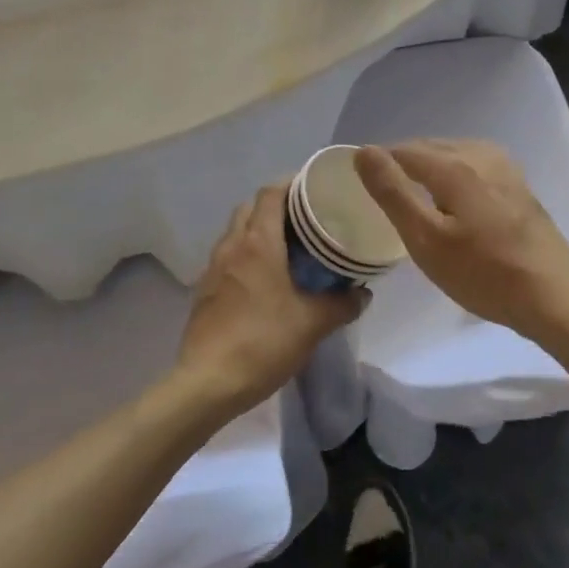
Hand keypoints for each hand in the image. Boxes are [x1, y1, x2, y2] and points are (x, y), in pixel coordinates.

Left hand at [177, 183, 366, 415]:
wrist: (207, 384)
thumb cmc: (263, 342)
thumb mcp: (312, 324)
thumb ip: (342, 304)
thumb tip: (364, 293)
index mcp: (258, 242)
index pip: (271, 193)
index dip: (292, 183)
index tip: (315, 188)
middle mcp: (232, 245)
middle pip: (251, 207)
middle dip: (277, 205)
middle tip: (306, 218)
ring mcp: (214, 267)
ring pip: (237, 231)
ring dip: (259, 229)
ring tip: (289, 246)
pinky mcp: (205, 290)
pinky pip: (228, 256)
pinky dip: (246, 254)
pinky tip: (265, 278)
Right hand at [353, 140, 568, 340]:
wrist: (554, 294)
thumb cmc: (484, 273)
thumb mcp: (426, 239)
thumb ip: (393, 193)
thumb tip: (364, 152)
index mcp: (453, 165)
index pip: (403, 150)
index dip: (378, 164)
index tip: (362, 188)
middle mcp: (479, 154)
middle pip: (429, 147)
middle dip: (403, 164)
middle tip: (384, 196)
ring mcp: (504, 167)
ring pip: (453, 153)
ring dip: (429, 168)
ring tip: (415, 198)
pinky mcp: (518, 183)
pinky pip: (473, 164)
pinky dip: (454, 174)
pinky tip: (454, 199)